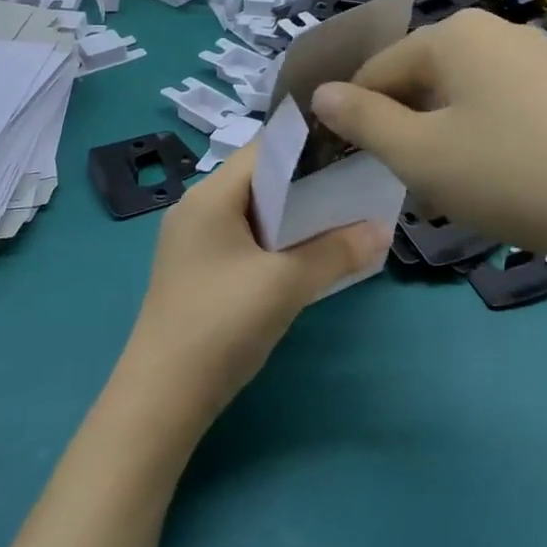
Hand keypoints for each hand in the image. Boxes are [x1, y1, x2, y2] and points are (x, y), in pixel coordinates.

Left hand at [114, 144, 390, 430]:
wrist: (162, 398)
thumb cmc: (222, 325)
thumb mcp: (286, 285)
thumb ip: (336, 252)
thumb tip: (384, 228)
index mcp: (209, 195)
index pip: (265, 150)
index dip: (309, 148)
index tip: (352, 153)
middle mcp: (196, 208)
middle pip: (259, 180)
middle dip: (307, 185)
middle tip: (356, 188)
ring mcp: (193, 241)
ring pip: (253, 212)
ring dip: (293, 217)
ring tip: (341, 220)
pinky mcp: (197, 270)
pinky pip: (243, 239)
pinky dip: (275, 241)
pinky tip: (305, 257)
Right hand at [311, 10, 546, 307]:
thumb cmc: (510, 174)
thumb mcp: (419, 155)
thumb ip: (362, 121)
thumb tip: (320, 93)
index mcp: (455, 33)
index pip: (378, 69)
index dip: (357, 115)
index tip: (356, 163)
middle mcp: (497, 29)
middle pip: (423, 75)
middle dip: (405, 125)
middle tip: (411, 180)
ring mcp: (542, 54)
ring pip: (464, 92)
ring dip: (444, 133)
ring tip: (457, 184)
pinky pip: (505, 103)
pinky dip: (487, 134)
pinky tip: (504, 175)